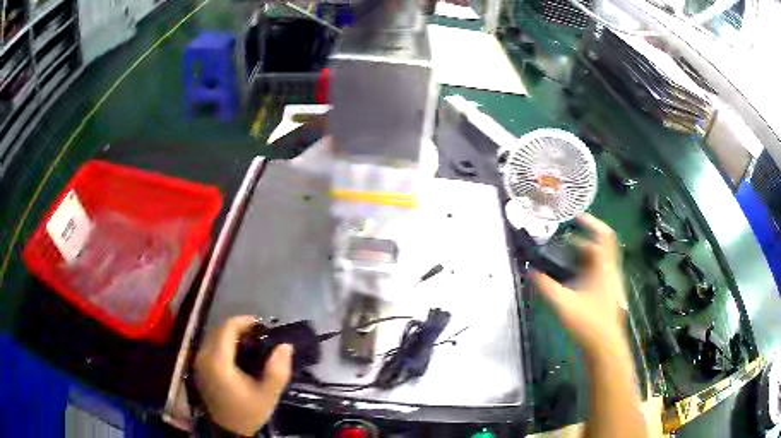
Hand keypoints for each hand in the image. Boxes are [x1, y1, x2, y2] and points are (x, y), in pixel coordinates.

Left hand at [195, 316, 293, 435]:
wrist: (229, 430)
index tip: (263, 326)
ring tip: (250, 342)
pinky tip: (237, 353)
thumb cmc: (248, 412)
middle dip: (239, 326)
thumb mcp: (268, 395)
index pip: (227, 328)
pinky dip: (223, 343)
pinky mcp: (199, 368)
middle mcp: (203, 356)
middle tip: (259, 334)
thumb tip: (285, 345)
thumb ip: (278, 370)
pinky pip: (210, 346)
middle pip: (219, 329)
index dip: (245, 321)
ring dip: (230, 334)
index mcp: (218, 361)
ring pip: (213, 336)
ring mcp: (199, 362)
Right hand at [533, 213, 626, 359]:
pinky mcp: (607, 295)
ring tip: (563, 257)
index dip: (592, 222)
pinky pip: (597, 272)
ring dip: (583, 255)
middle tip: (562, 240)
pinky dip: (585, 268)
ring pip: (598, 261)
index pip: (604, 235)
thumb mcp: (563, 303)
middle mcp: (610, 271)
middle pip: (600, 247)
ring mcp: (610, 284)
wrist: (605, 347)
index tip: (575, 217)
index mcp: (604, 267)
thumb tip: (530, 270)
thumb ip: (545, 286)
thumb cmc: (588, 322)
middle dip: (582, 240)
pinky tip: (571, 279)